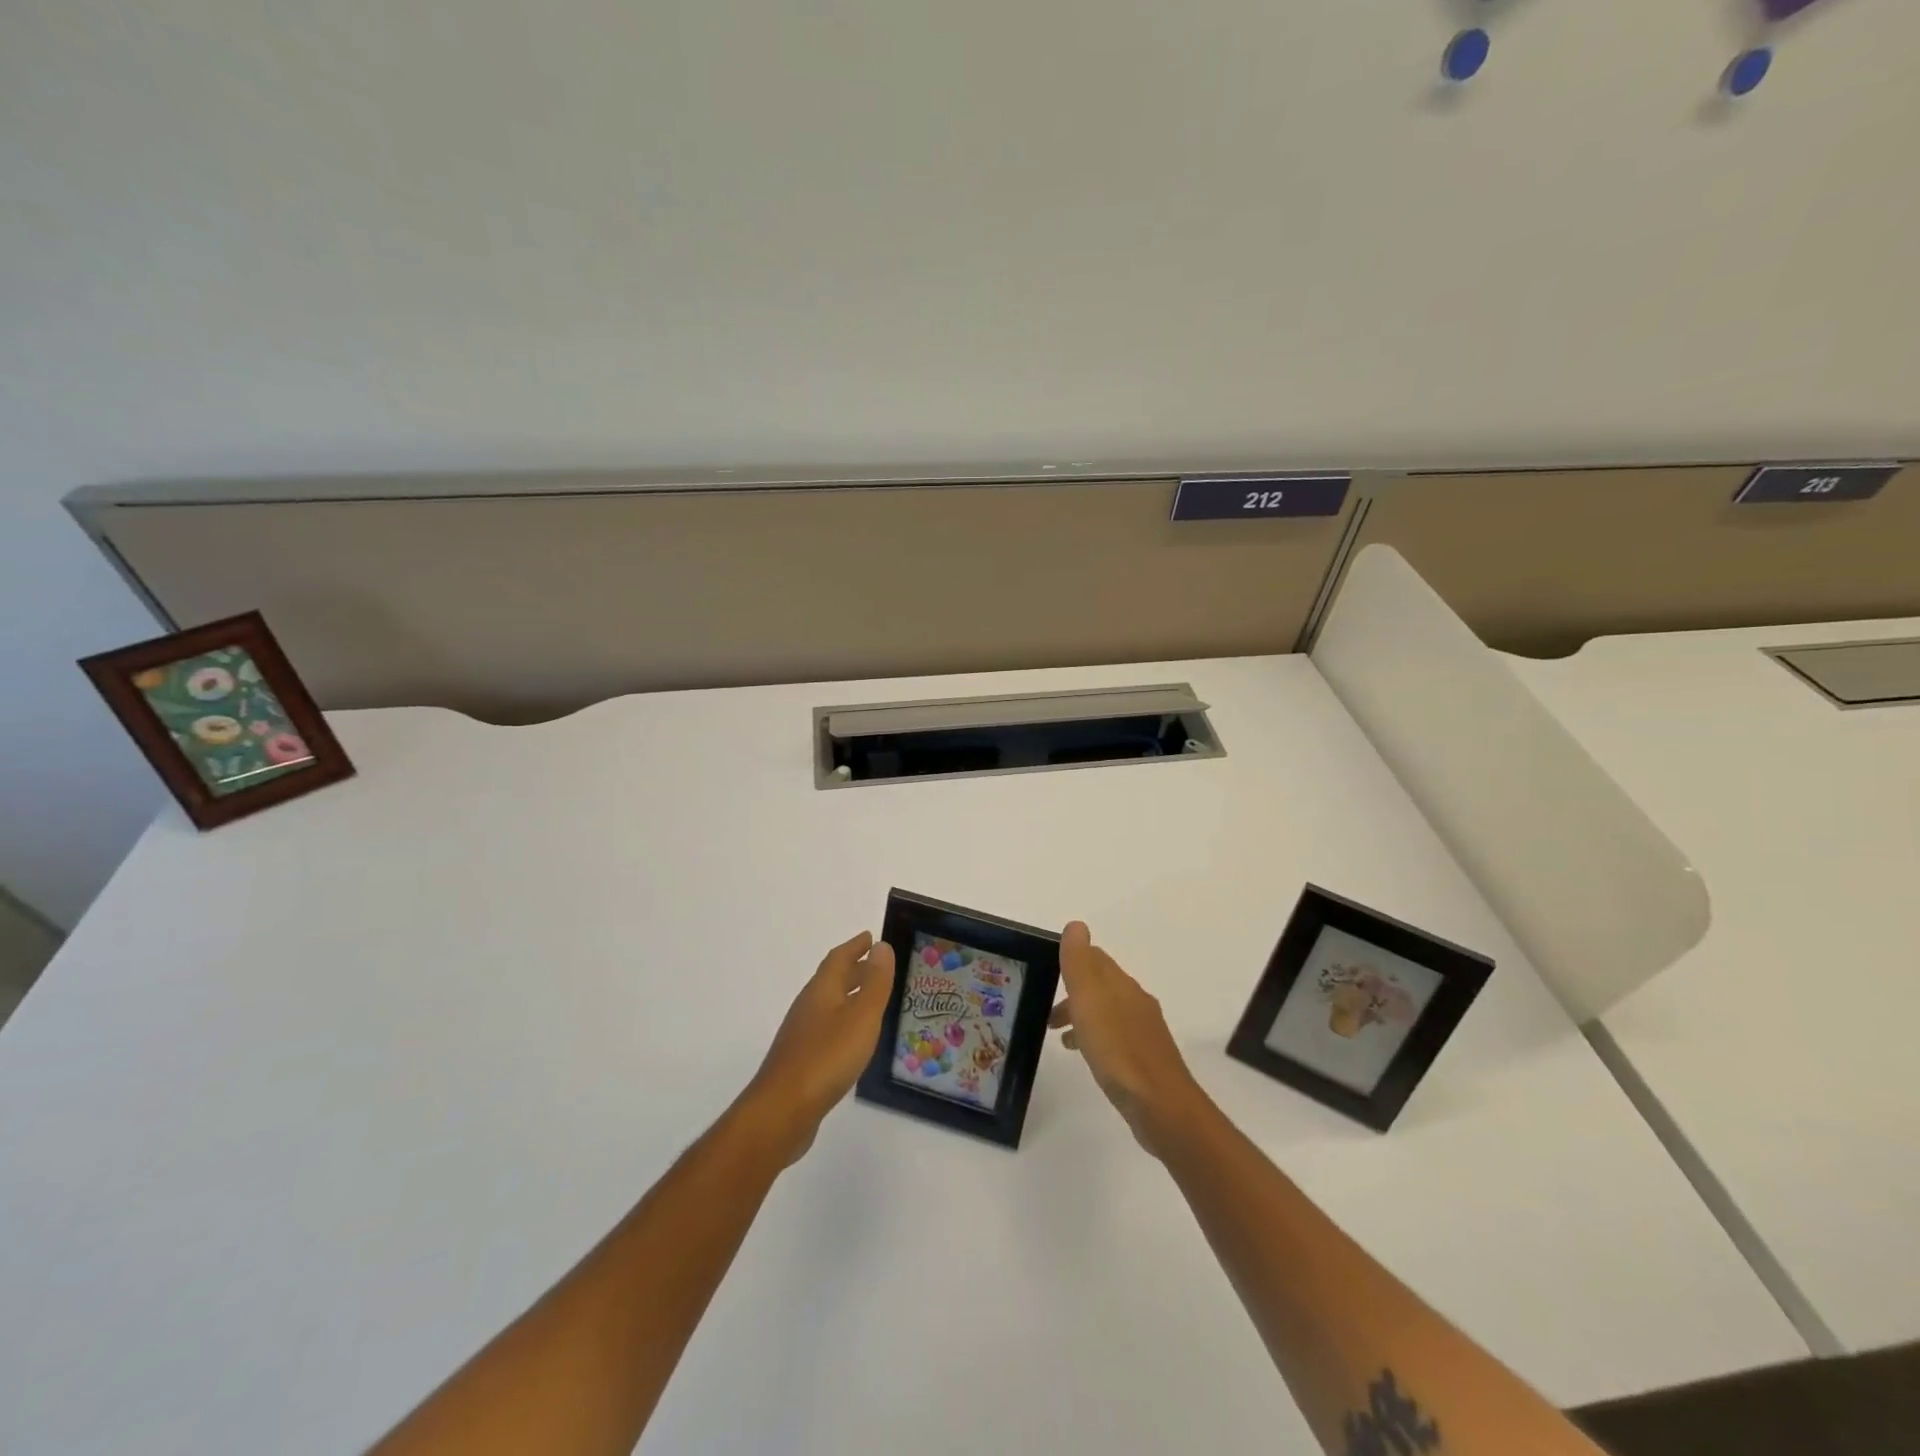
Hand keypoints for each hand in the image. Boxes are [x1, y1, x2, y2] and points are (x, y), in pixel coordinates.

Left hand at [744, 931, 896, 1164]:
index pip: (839, 958)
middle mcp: (809, 1006)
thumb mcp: (861, 1016)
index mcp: (822, 990)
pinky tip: (853, 1039)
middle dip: (854, 969)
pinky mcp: (801, 1060)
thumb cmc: (827, 1057)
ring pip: (829, 1004)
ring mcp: (802, 1034)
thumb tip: (881, 946)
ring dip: (849, 995)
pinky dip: (843, 1022)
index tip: (871, 937)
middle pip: (832, 979)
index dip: (855, 946)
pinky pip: (826, 1028)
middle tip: (877, 964)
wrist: (782, 1111)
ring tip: (871, 1000)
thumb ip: (874, 982)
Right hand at [1050, 922, 1205, 1156]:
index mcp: (1122, 985)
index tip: (1047, 972)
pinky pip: (1114, 1037)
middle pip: (1101, 985)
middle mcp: (1136, 1002)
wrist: (1161, 1105)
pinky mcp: (1145, 1059)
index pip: (1096, 958)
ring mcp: (1143, 1031)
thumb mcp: (1090, 1000)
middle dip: (1073, 991)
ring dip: (1082, 1016)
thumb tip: (1076, 925)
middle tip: (1046, 1009)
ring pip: (1106, 1012)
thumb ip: (1080, 963)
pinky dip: (1095, 1038)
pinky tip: (1086, 1056)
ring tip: (1059, 1034)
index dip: (1072, 960)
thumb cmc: (1117, 1049)